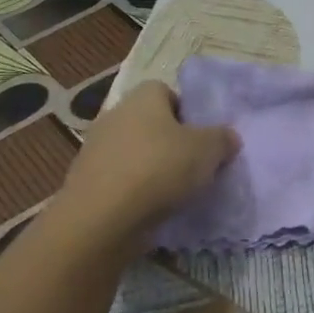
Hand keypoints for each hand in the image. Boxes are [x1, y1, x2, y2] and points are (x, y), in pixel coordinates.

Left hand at [63, 80, 239, 235]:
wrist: (101, 220)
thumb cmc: (159, 169)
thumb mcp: (208, 150)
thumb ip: (223, 139)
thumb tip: (227, 138)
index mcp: (143, 98)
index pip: (168, 92)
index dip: (188, 112)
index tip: (203, 138)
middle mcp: (115, 116)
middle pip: (151, 124)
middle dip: (172, 143)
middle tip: (195, 166)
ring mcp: (96, 150)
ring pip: (136, 154)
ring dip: (154, 170)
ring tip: (177, 193)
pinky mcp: (86, 183)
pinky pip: (121, 181)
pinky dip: (136, 193)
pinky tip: (153, 210)